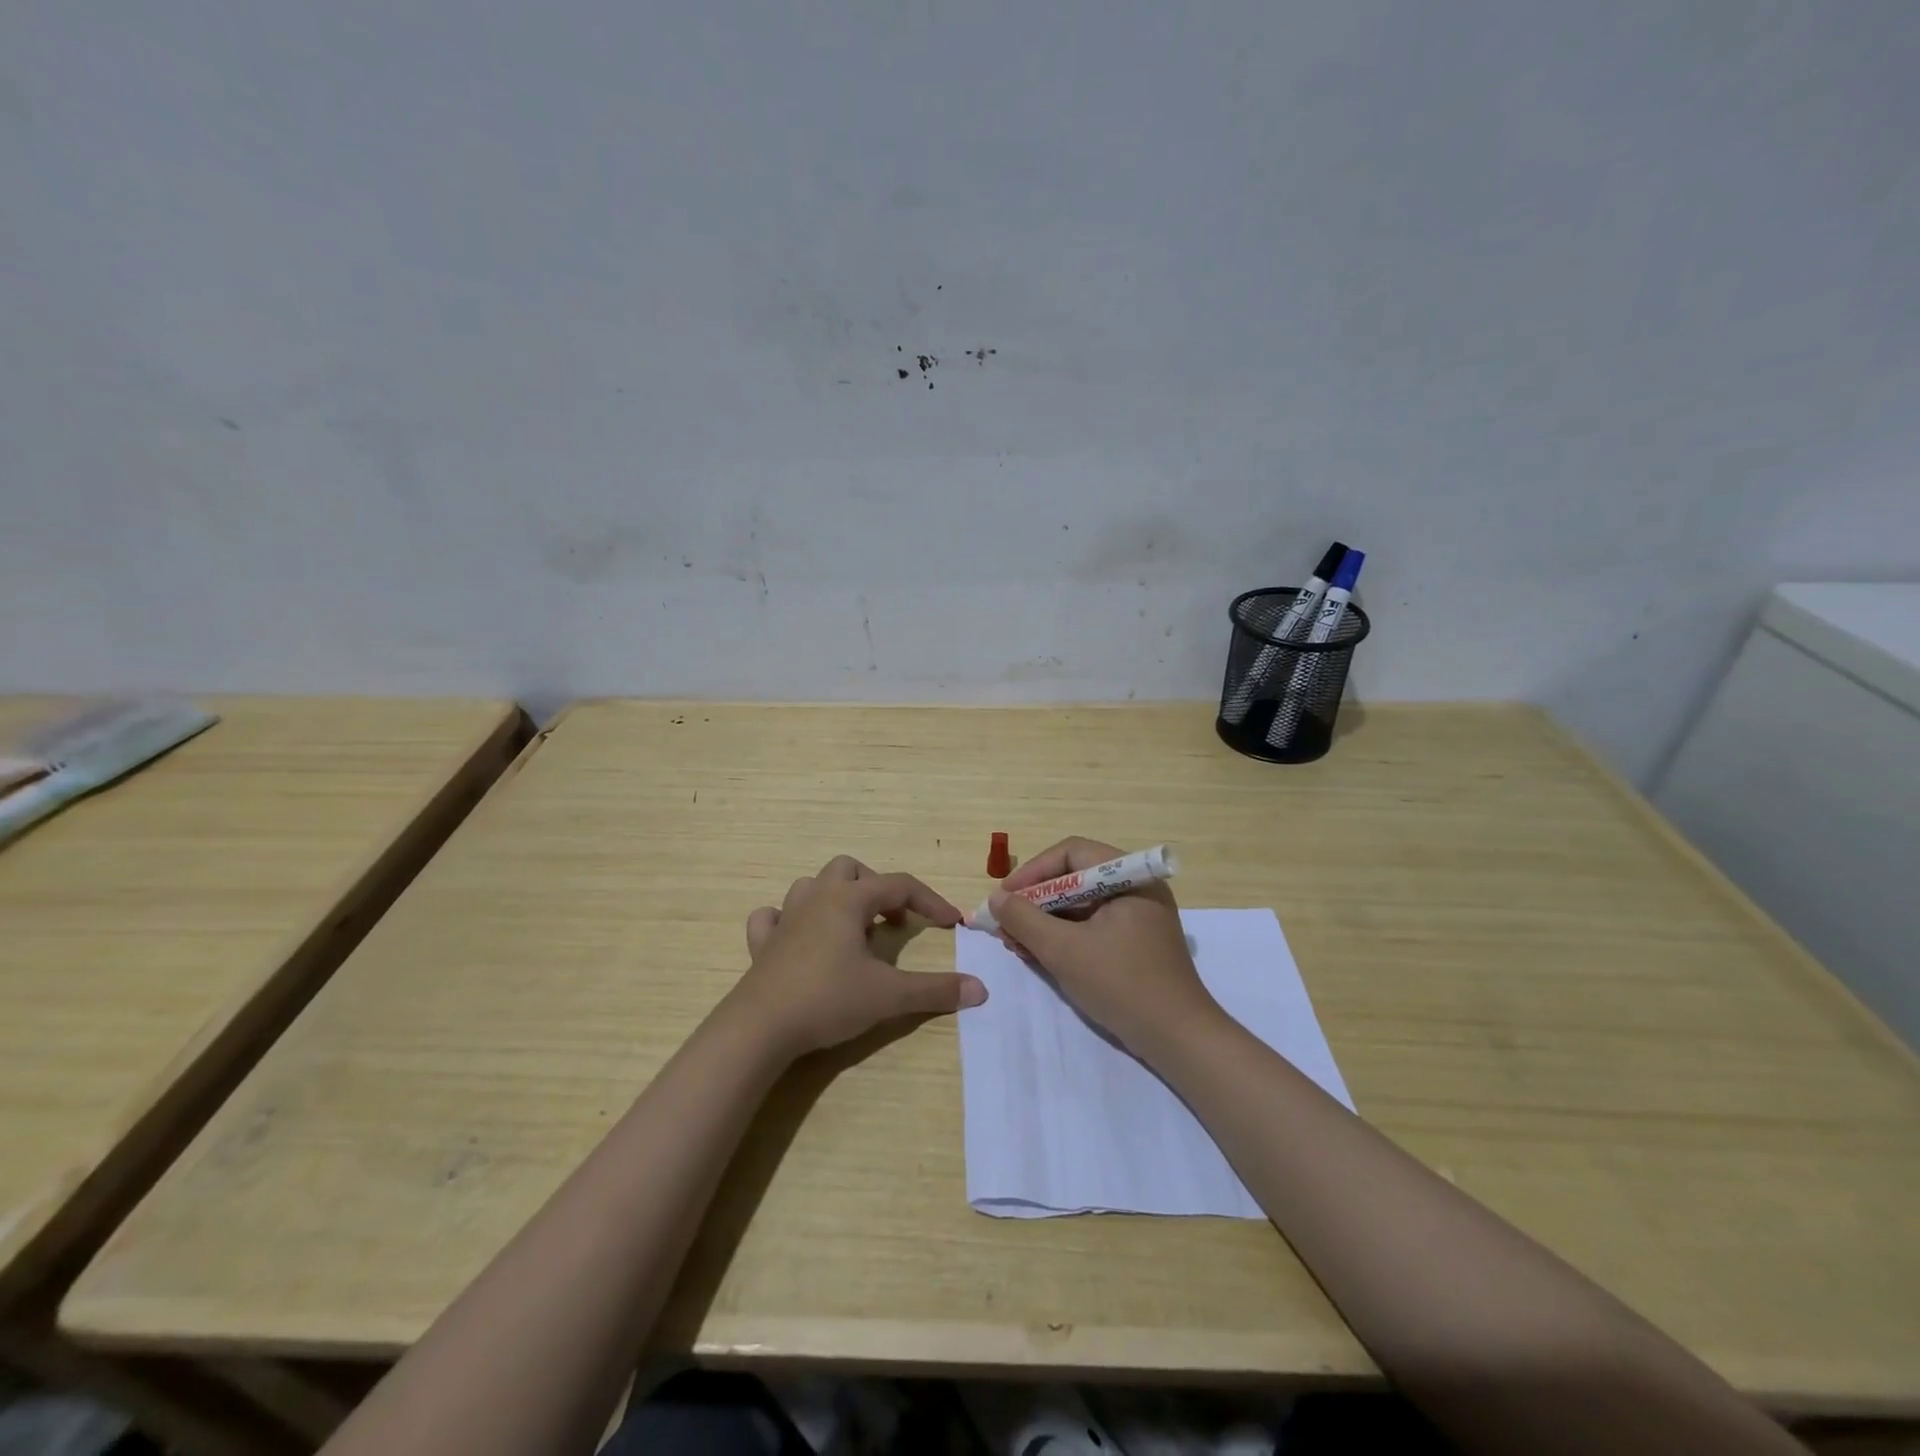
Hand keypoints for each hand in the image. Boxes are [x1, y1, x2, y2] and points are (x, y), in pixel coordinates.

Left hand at [731, 855, 986, 1058]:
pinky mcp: (762, 944)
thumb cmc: (828, 999)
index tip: (951, 923)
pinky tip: (797, 939)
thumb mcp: (889, 996)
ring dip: (835, 898)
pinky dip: (787, 921)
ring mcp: (785, 919)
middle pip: (849, 869)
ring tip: (852, 929)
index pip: (899, 885)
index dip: (929, 901)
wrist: (760, 1028)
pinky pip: (772, 917)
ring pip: (811, 886)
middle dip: (876, 888)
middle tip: (891, 922)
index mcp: (849, 900)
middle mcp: (816, 898)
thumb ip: (935, 990)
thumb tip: (980, 989)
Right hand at [989, 836, 1222, 1057]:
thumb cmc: (1122, 985)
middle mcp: (1136, 888)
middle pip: (1074, 878)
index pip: (1071, 854)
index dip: (1033, 871)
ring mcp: (1138, 916)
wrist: (1178, 1040)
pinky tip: (1038, 953)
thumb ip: (1024, 919)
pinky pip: (1091, 925)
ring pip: (1080, 904)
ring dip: (1045, 920)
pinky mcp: (1135, 942)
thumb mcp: (1064, 950)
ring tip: (1016, 943)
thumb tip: (996, 899)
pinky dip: (1063, 936)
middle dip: (1035, 900)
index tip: (1004, 897)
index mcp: (1130, 877)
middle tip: (1005, 924)